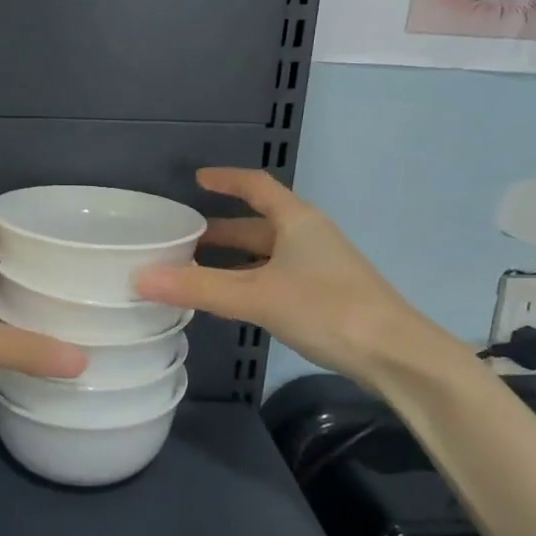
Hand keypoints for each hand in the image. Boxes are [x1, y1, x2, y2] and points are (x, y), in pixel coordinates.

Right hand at [132, 169, 446, 379]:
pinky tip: (232, 302)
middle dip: (221, 230)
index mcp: (296, 221)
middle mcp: (309, 237)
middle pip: (258, 224)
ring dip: (233, 260)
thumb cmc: (326, 309)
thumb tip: (139, 277)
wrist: (396, 355)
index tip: (197, 180)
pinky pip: (276, 278)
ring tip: (196, 271)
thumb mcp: (256, 296)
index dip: (226, 180)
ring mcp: (320, 267)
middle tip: (182, 239)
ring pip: (267, 255)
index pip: (257, 186)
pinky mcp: (326, 296)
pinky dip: (250, 282)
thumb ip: (198, 288)